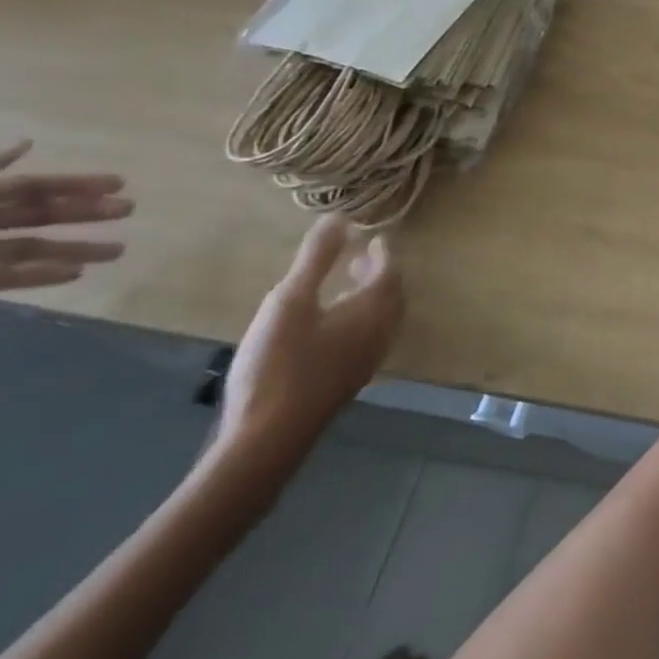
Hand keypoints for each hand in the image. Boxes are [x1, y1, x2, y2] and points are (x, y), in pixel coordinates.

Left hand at [0, 142, 131, 310]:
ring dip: (73, 249)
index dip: (73, 184)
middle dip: (83, 213)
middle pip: (35, 216)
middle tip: (128, 211)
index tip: (117, 183)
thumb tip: (25, 143)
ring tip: (117, 251)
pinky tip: (74, 275)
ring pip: (27, 250)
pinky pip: (0, 281)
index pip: (28, 187)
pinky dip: (38, 277)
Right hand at [216, 216, 403, 472]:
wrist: (267, 440)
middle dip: (380, 273)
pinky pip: (367, 339)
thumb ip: (316, 259)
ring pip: (381, 319)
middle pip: (391, 294)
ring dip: (370, 298)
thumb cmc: (279, 364)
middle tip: (362, 257)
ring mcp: (367, 361)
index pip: (391, 271)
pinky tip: (330, 329)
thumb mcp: (290, 303)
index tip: (373, 238)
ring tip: (346, 286)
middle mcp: (381, 333)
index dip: (383, 253)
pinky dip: (359, 321)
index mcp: (375, 310)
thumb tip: (338, 217)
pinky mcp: (348, 383)